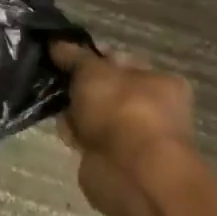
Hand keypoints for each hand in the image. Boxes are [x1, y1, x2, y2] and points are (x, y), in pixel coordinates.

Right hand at [50, 41, 196, 209]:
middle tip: (58, 82)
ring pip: (93, 114)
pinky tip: (69, 134)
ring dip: (74, 112)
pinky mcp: (116, 159)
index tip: (63, 56)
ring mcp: (136, 136)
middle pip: (104, 88)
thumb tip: (55, 42)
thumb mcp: (92, 70)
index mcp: (160, 81)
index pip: (119, 60)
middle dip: (78, 87)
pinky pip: (88, 138)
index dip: (90, 56)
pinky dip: (76, 135)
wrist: (131, 173)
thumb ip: (73, 54)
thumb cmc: (121, 110)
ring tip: (61, 110)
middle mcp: (153, 108)